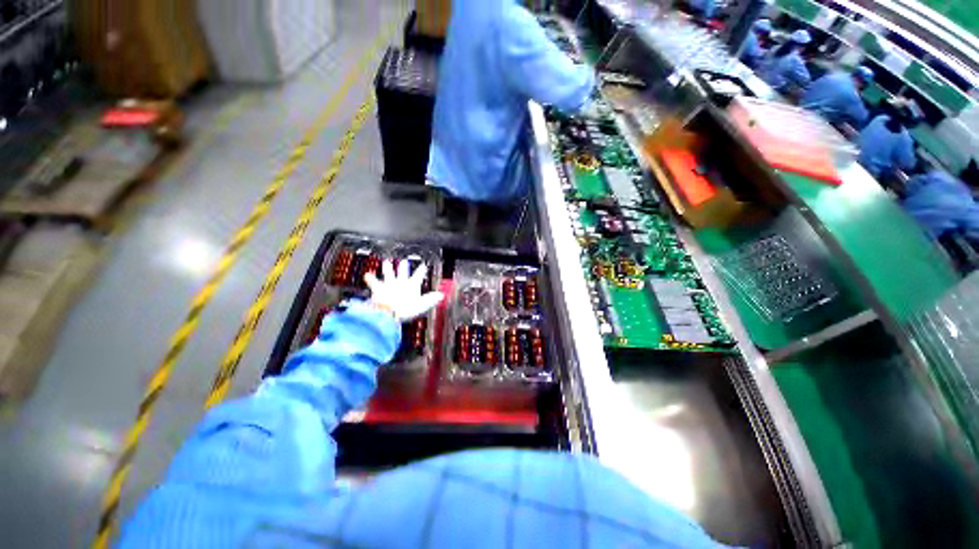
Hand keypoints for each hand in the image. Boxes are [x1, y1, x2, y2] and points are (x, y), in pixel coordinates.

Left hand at [365, 260, 444, 321]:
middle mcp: (400, 282)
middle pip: (403, 272)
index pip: (418, 275)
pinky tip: (367, 274)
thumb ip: (430, 300)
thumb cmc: (405, 310)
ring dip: (388, 268)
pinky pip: (373, 282)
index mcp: (411, 285)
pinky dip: (370, 278)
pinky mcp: (378, 289)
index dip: (421, 270)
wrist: (389, 312)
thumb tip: (441, 295)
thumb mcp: (422, 306)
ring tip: (387, 262)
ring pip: (388, 273)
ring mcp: (389, 284)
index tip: (423, 266)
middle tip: (404, 262)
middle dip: (404, 267)